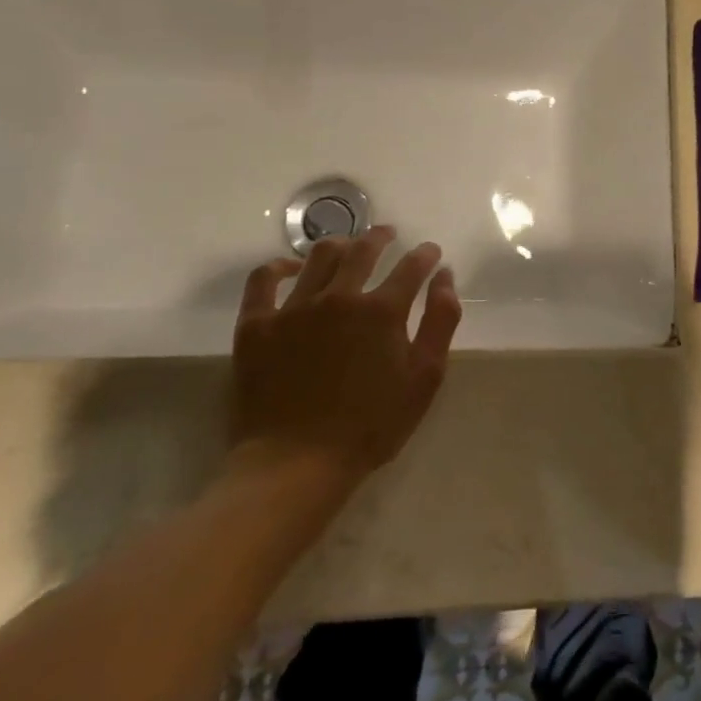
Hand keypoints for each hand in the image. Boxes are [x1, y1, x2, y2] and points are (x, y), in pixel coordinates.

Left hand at [227, 227, 461, 492]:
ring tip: (346, 246)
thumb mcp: (423, 379)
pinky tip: (290, 268)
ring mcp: (294, 308)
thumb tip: (444, 276)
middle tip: (388, 235)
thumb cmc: (369, 427)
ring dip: (339, 244)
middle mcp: (339, 297)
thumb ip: (440, 321)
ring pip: (319, 256)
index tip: (429, 252)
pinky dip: (278, 266)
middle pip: (364, 250)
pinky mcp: (257, 325)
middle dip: (381, 237)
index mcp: (382, 310)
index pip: (411, 266)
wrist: (294, 466)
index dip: (424, 255)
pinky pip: (263, 280)